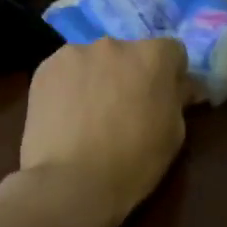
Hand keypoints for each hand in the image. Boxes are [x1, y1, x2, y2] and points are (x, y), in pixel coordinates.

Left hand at [17, 37, 190, 224]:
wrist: (71, 182)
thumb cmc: (133, 163)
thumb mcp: (174, 134)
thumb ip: (178, 99)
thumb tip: (181, 86)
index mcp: (153, 56)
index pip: (172, 51)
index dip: (170, 74)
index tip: (163, 97)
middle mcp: (116, 44)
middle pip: (130, 53)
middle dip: (131, 73)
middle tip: (124, 107)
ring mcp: (76, 53)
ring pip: (95, 61)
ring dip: (98, 77)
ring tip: (89, 114)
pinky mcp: (45, 67)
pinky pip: (66, 71)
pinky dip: (69, 86)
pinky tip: (65, 115)